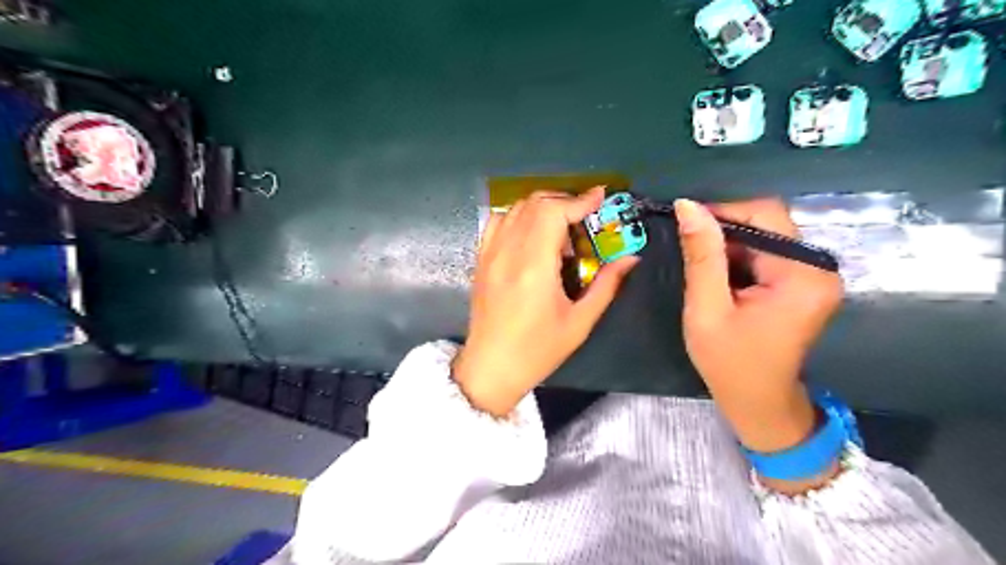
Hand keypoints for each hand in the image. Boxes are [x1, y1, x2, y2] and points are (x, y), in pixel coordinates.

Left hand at [454, 188, 635, 416]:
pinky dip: (519, 216)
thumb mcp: (579, 322)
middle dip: (564, 201)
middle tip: (585, 217)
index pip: (553, 213)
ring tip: (560, 229)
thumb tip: (631, 258)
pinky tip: (532, 234)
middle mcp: (508, 252)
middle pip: (535, 204)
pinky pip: (498, 222)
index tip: (600, 197)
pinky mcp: (481, 260)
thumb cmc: (538, 350)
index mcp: (534, 267)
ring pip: (515, 208)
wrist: (491, 367)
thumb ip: (606, 285)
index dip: (579, 200)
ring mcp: (490, 254)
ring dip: (542, 207)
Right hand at [670, 197, 841, 456]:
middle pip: (767, 223)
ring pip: (764, 237)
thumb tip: (687, 206)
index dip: (722, 212)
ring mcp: (813, 275)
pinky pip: (767, 254)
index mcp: (802, 275)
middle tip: (689, 252)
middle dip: (724, 232)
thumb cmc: (729, 363)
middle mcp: (818, 267)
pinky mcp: (802, 283)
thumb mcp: (706, 309)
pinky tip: (720, 280)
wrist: (758, 403)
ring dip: (729, 246)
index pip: (765, 215)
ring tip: (703, 272)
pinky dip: (739, 259)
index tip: (685, 226)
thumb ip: (701, 256)